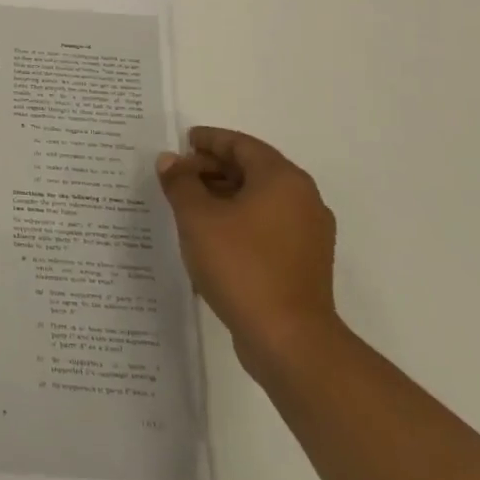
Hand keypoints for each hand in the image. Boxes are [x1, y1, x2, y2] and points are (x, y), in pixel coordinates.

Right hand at [157, 127, 338, 379]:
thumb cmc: (241, 266)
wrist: (289, 340)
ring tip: (188, 205)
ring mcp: (308, 233)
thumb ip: (180, 183)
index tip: (183, 141)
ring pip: (260, 199)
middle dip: (213, 168)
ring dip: (224, 195)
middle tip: (178, 175)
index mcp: (282, 180)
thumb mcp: (197, 218)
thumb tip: (171, 161)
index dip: (210, 140)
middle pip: (253, 170)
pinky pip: (267, 225)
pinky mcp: (304, 262)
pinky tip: (211, 235)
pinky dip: (239, 219)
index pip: (242, 145)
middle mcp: (303, 199)